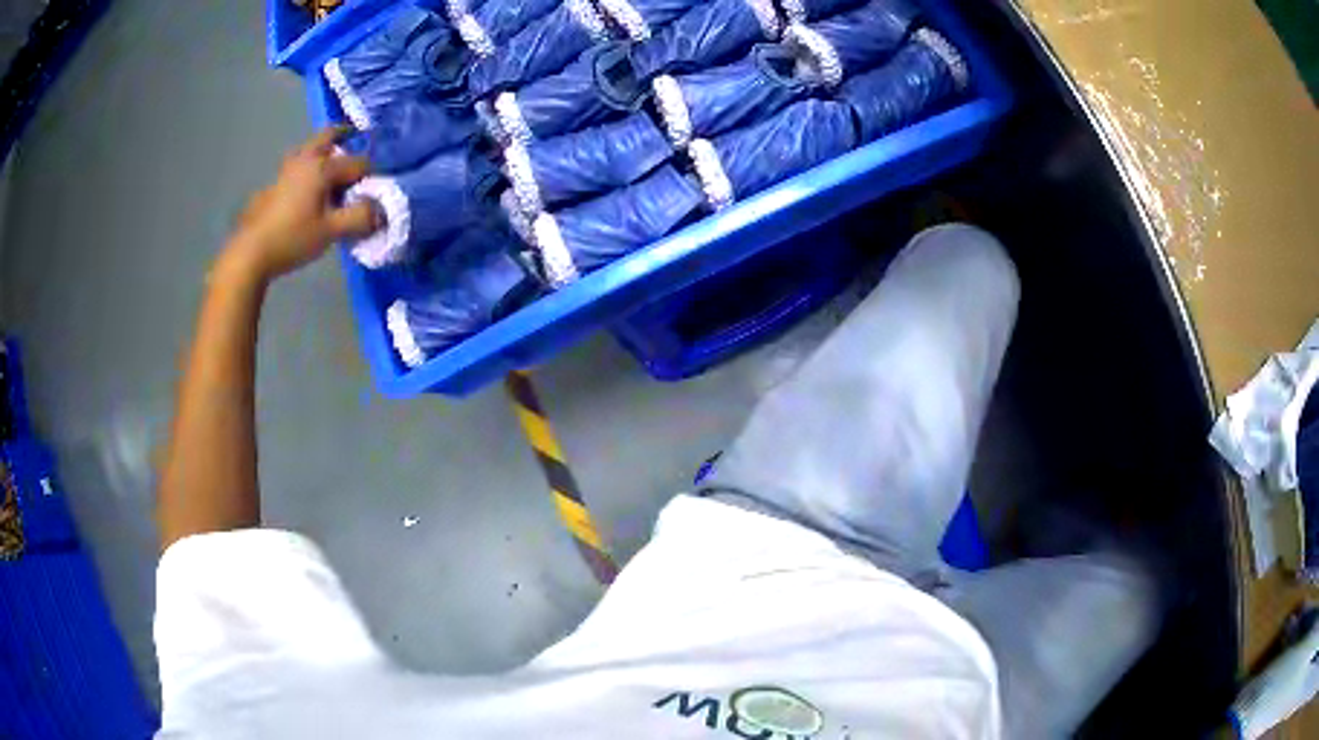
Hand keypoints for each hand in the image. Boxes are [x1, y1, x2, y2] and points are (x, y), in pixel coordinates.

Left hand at [224, 127, 377, 281]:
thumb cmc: (293, 238)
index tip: (375, 192)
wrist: (250, 252)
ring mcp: (284, 172)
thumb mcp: (331, 231)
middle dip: (343, 134)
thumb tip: (383, 211)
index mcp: (322, 167)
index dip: (371, 176)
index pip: (358, 163)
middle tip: (354, 134)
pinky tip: (304, 189)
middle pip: (327, 137)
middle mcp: (304, 161)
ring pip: (306, 150)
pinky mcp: (271, 187)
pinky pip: (294, 168)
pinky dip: (305, 169)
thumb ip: (360, 218)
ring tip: (328, 162)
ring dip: (320, 150)